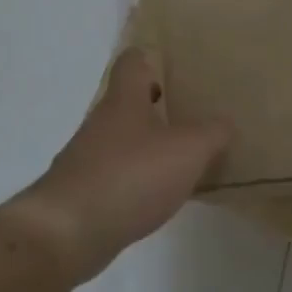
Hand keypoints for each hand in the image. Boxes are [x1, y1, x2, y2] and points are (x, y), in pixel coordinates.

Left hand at [17, 50, 233, 281]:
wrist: (67, 232)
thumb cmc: (131, 176)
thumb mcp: (188, 150)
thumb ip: (212, 133)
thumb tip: (224, 123)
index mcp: (124, 101)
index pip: (132, 62)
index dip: (150, 59)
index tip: (173, 67)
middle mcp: (100, 123)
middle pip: (126, 103)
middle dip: (155, 108)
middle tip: (189, 116)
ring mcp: (86, 158)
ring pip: (121, 140)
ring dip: (146, 146)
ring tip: (180, 159)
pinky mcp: (82, 192)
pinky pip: (115, 175)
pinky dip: (135, 179)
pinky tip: (157, 196)